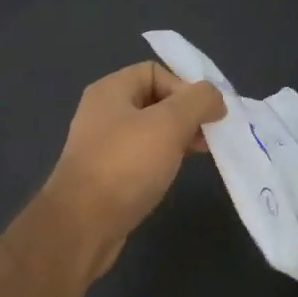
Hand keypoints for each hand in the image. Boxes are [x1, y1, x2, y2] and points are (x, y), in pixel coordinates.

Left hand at [41, 63, 224, 263]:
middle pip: (154, 100)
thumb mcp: (168, 124)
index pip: (154, 71)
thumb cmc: (125, 165)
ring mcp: (102, 145)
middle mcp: (102, 112)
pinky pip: (140, 157)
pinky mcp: (105, 175)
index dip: (184, 87)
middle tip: (209, 137)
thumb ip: (197, 102)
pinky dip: (161, 160)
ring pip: (149, 131)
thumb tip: (215, 97)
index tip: (205, 115)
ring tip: (198, 155)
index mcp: (110, 90)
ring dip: (177, 138)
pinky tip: (173, 175)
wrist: (82, 224)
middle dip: (185, 115)